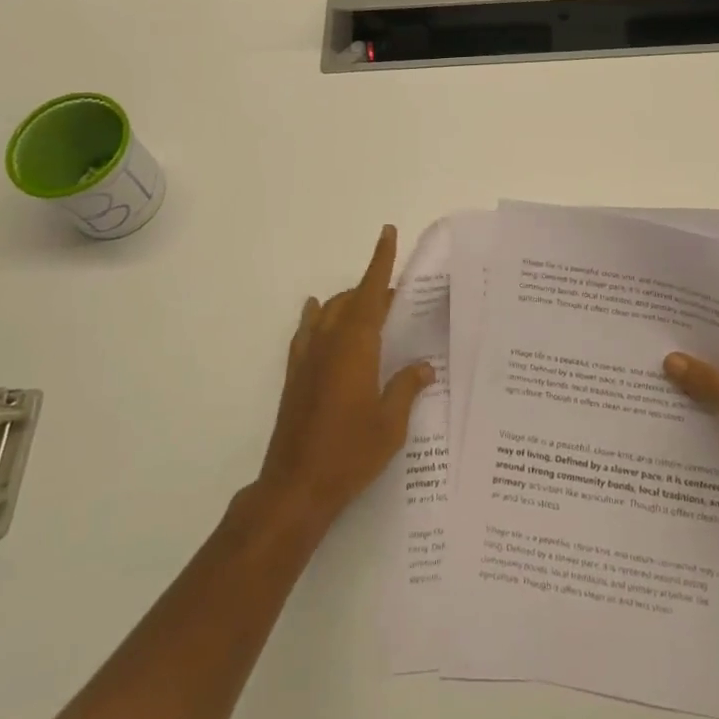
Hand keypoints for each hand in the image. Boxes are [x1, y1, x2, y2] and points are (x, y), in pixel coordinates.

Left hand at [255, 225, 434, 534]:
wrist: (296, 486)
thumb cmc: (350, 453)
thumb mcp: (390, 423)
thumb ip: (407, 388)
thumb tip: (424, 367)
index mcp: (356, 346)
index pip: (371, 292)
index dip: (380, 261)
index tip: (387, 232)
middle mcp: (329, 342)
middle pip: (352, 300)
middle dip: (374, 291)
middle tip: (400, 301)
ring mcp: (307, 357)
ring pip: (329, 313)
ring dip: (349, 304)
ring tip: (370, 313)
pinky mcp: (294, 375)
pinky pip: (306, 332)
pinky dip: (316, 318)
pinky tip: (318, 315)